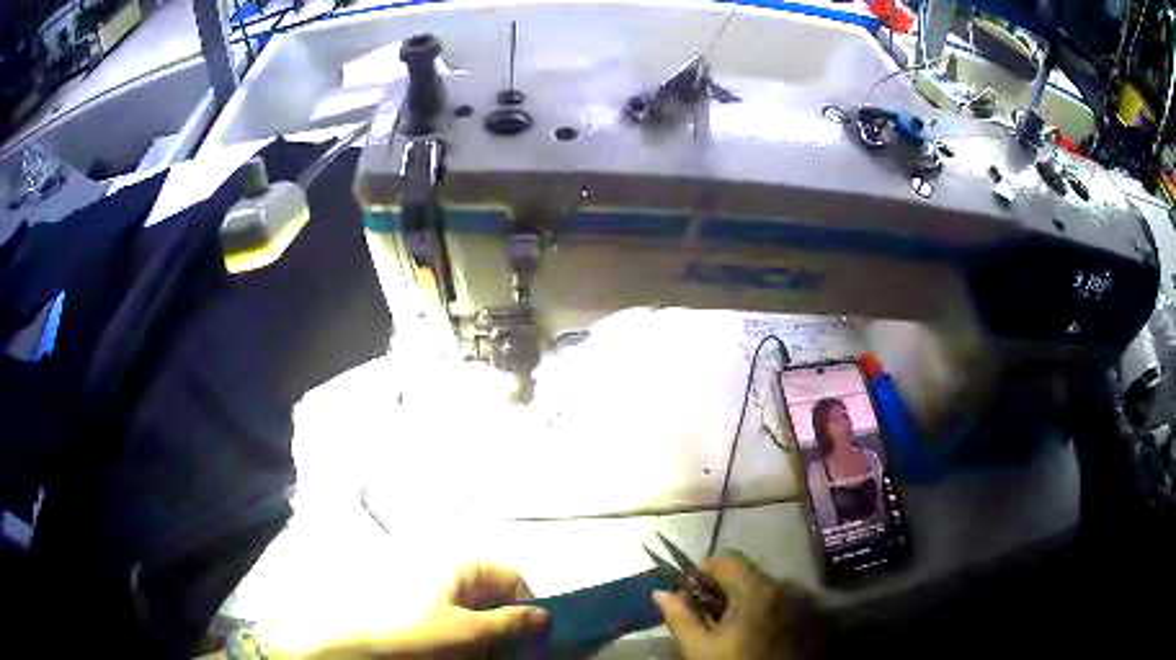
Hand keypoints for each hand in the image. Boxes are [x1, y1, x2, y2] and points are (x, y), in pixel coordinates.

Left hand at [311, 564, 548, 658]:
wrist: (360, 641)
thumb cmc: (416, 631)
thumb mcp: (468, 630)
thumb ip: (510, 622)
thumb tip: (545, 615)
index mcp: (463, 567)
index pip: (512, 577)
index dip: (526, 605)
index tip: (530, 635)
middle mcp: (452, 571)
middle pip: (497, 594)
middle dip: (508, 623)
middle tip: (509, 649)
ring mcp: (437, 589)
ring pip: (480, 608)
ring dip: (489, 631)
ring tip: (484, 652)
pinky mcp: (425, 606)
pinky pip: (460, 616)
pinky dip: (469, 633)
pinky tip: (463, 649)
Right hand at [652, 552, 822, 659]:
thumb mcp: (699, 647)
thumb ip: (680, 617)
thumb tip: (661, 592)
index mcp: (755, 590)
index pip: (725, 559)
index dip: (699, 572)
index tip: (685, 593)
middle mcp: (776, 587)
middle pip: (740, 572)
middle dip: (714, 586)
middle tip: (697, 610)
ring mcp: (788, 601)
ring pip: (753, 586)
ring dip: (731, 597)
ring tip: (716, 622)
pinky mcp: (792, 615)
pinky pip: (765, 599)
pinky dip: (747, 606)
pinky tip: (737, 629)